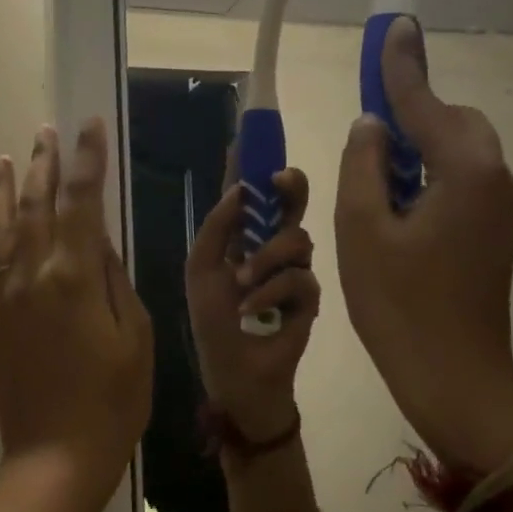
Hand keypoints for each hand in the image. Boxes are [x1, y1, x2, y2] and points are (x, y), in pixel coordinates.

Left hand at [0, 120, 153, 511]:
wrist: (57, 458)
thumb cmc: (114, 400)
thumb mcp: (137, 335)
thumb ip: (115, 280)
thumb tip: (100, 241)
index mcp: (75, 276)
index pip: (81, 202)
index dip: (85, 160)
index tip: (88, 126)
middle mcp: (32, 277)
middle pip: (34, 207)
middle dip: (42, 165)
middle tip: (46, 133)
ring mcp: (3, 301)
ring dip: (0, 193)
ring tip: (4, 160)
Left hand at [185, 167, 318, 442]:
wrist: (235, 374)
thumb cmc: (213, 322)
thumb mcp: (202, 269)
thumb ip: (217, 228)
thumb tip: (240, 188)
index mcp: (241, 237)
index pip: (250, 195)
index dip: (251, 166)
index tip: (252, 137)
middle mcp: (270, 247)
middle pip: (289, 204)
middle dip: (288, 188)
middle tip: (281, 181)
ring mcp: (293, 272)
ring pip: (298, 239)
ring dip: (268, 257)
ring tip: (244, 281)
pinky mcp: (309, 299)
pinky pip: (301, 279)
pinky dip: (273, 291)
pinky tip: (253, 308)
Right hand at [335, 17, 512, 471]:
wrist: (453, 376)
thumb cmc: (399, 303)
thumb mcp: (362, 228)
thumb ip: (365, 164)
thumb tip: (373, 126)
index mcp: (466, 172)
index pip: (424, 104)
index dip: (401, 65)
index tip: (392, 24)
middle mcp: (496, 180)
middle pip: (453, 123)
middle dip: (411, 113)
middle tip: (366, 128)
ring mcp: (500, 209)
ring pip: (457, 153)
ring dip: (417, 147)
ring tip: (372, 171)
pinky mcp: (493, 233)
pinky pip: (460, 181)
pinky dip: (427, 175)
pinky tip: (395, 200)